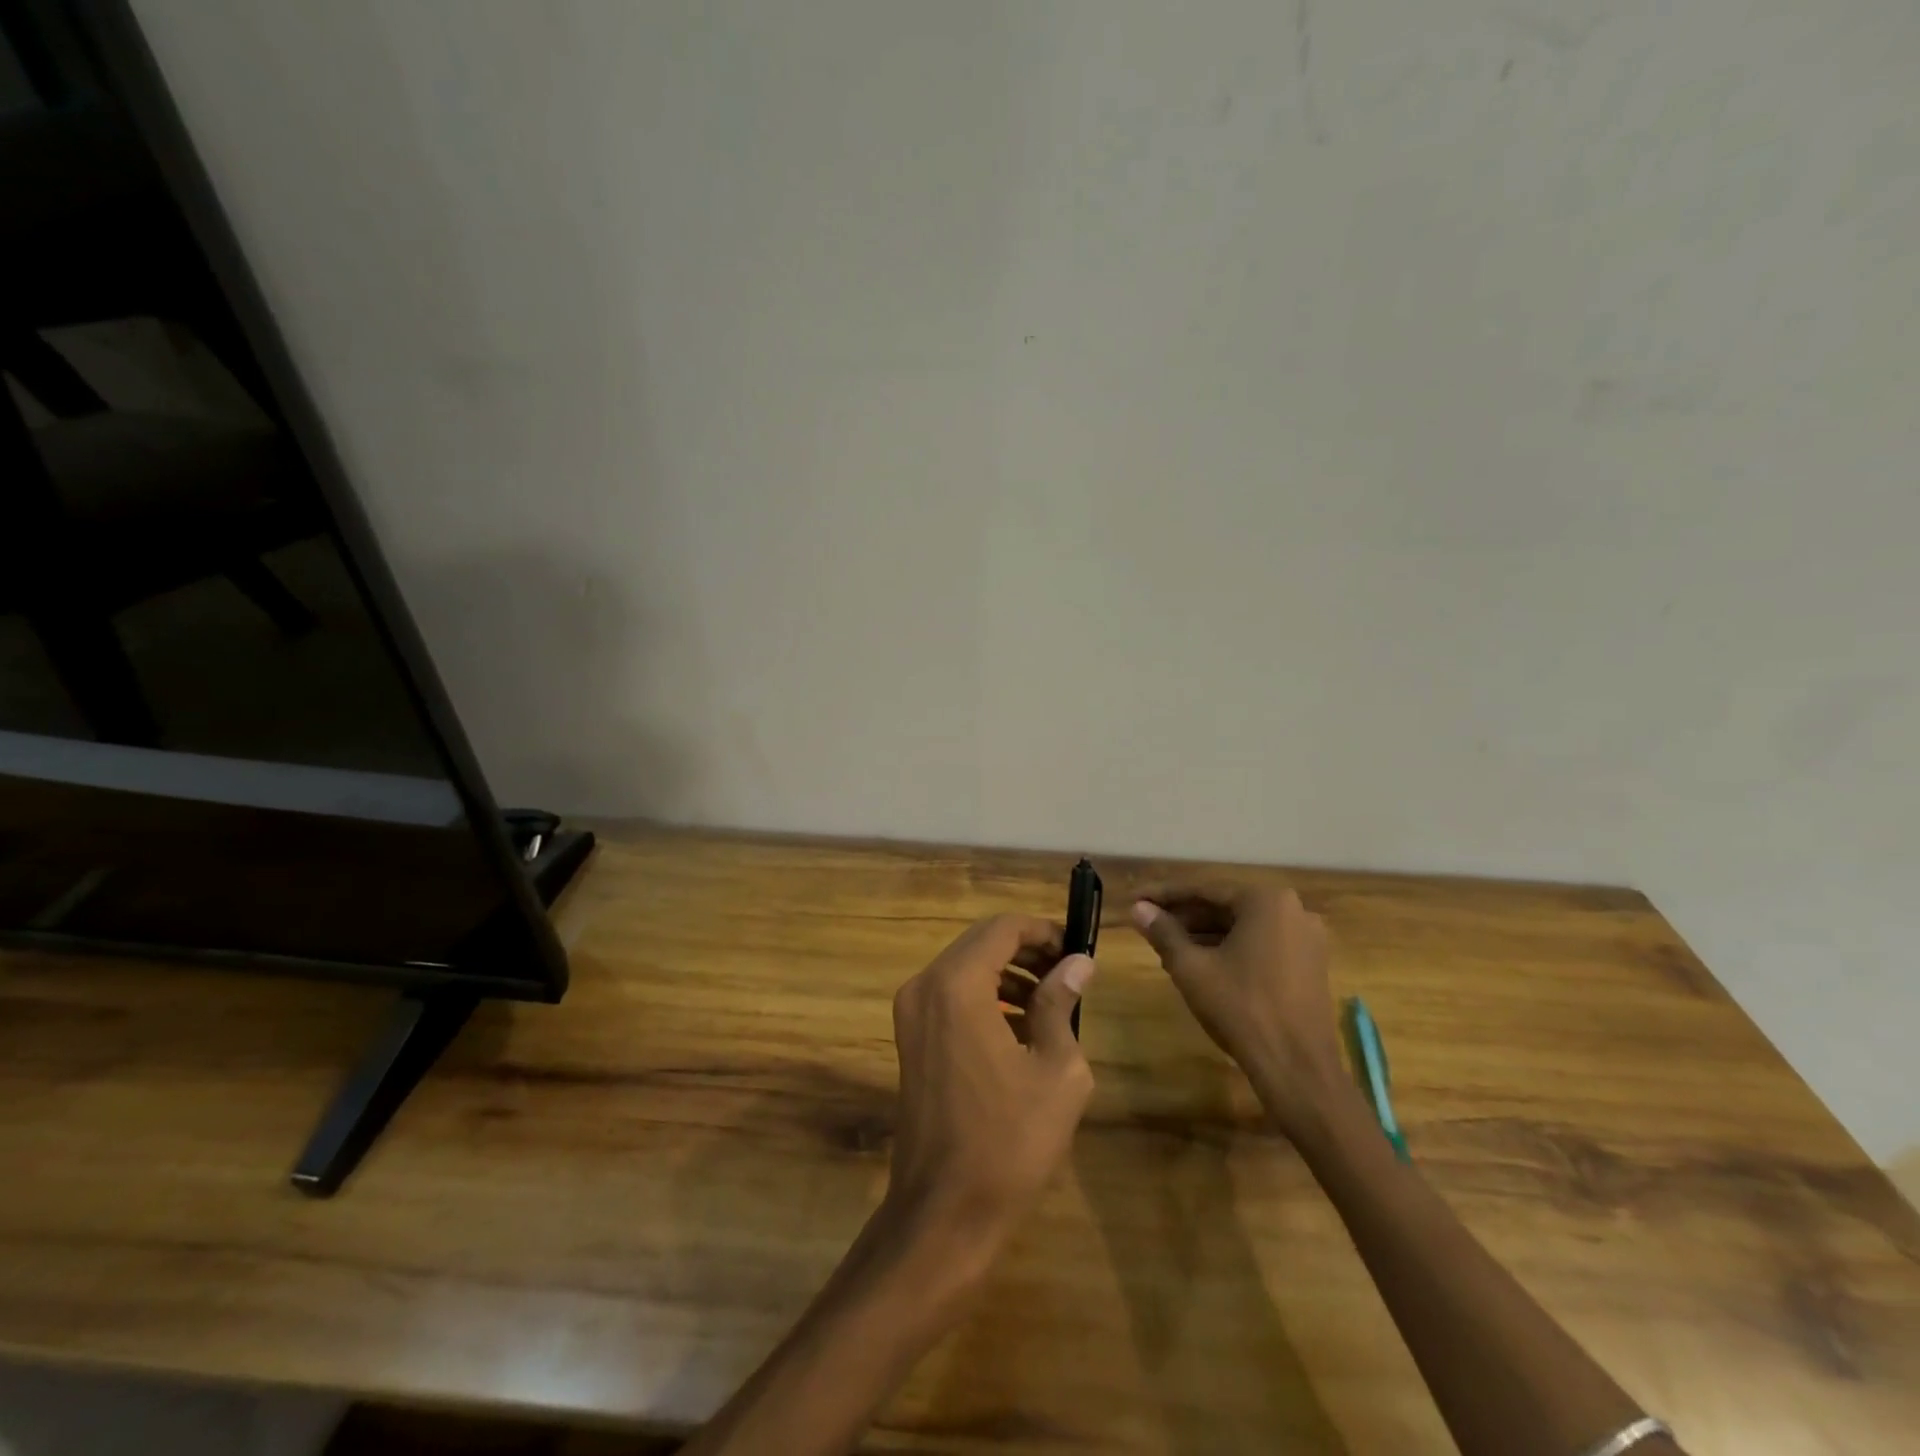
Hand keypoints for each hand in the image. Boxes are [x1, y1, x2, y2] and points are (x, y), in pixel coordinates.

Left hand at [887, 914, 1095, 1260]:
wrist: (944, 1212)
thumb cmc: (1009, 1141)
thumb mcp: (1056, 1070)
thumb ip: (1061, 1004)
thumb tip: (1078, 963)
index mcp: (957, 986)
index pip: (1002, 928)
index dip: (1043, 930)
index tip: (1076, 950)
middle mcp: (925, 986)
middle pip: (981, 943)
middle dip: (1027, 949)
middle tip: (1069, 971)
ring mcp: (910, 1012)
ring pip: (965, 967)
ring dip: (1007, 973)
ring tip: (1052, 998)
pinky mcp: (909, 1037)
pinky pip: (950, 995)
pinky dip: (985, 996)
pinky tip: (1020, 1027)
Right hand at [1131, 885, 1342, 1133]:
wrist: (1297, 1068)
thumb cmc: (1241, 1008)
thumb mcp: (1191, 968)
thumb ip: (1163, 932)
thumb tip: (1138, 909)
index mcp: (1265, 901)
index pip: (1204, 890)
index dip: (1164, 896)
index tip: (1136, 899)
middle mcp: (1293, 910)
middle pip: (1226, 907)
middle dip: (1185, 916)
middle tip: (1149, 924)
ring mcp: (1307, 939)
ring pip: (1243, 928)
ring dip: (1205, 934)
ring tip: (1167, 946)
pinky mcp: (1310, 965)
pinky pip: (1261, 945)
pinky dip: (1230, 949)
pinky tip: (1201, 964)